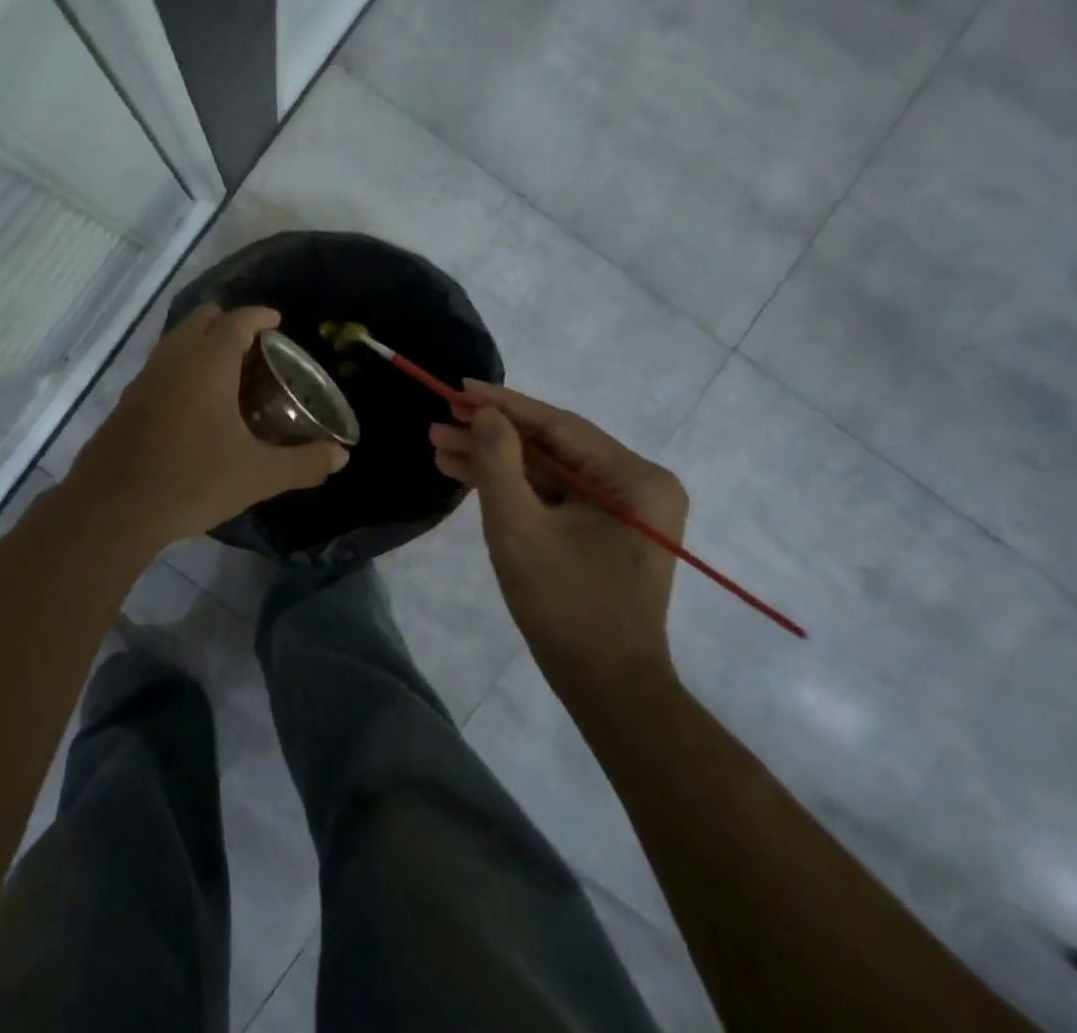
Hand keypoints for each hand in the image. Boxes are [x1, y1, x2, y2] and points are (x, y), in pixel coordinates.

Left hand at [65, 305, 348, 549]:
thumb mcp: (257, 476)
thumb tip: (340, 457)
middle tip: (255, 347)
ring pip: (177, 340)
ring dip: (202, 342)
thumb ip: (302, 463)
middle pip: (202, 319)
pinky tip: (194, 403)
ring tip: (228, 373)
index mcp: (207, 364)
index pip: (236, 321)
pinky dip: (182, 365)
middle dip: (229, 322)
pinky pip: (161, 364)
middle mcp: (174, 359)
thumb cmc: (191, 481)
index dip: (259, 316)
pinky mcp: (127, 400)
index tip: (277, 321)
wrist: (113, 508)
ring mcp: (145, 378)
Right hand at [429, 381, 684, 689]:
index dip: (503, 404)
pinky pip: (552, 495)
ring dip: (494, 460)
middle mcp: (637, 484)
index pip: (558, 425)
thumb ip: (498, 461)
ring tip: (439, 445)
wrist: (605, 688)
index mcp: (635, 478)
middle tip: (439, 421)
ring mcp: (621, 508)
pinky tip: (466, 473)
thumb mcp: (519, 527)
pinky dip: (511, 487)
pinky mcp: (602, 530)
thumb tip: (484, 412)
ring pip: (546, 470)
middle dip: (491, 435)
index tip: (458, 387)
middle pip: (551, 446)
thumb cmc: (566, 605)